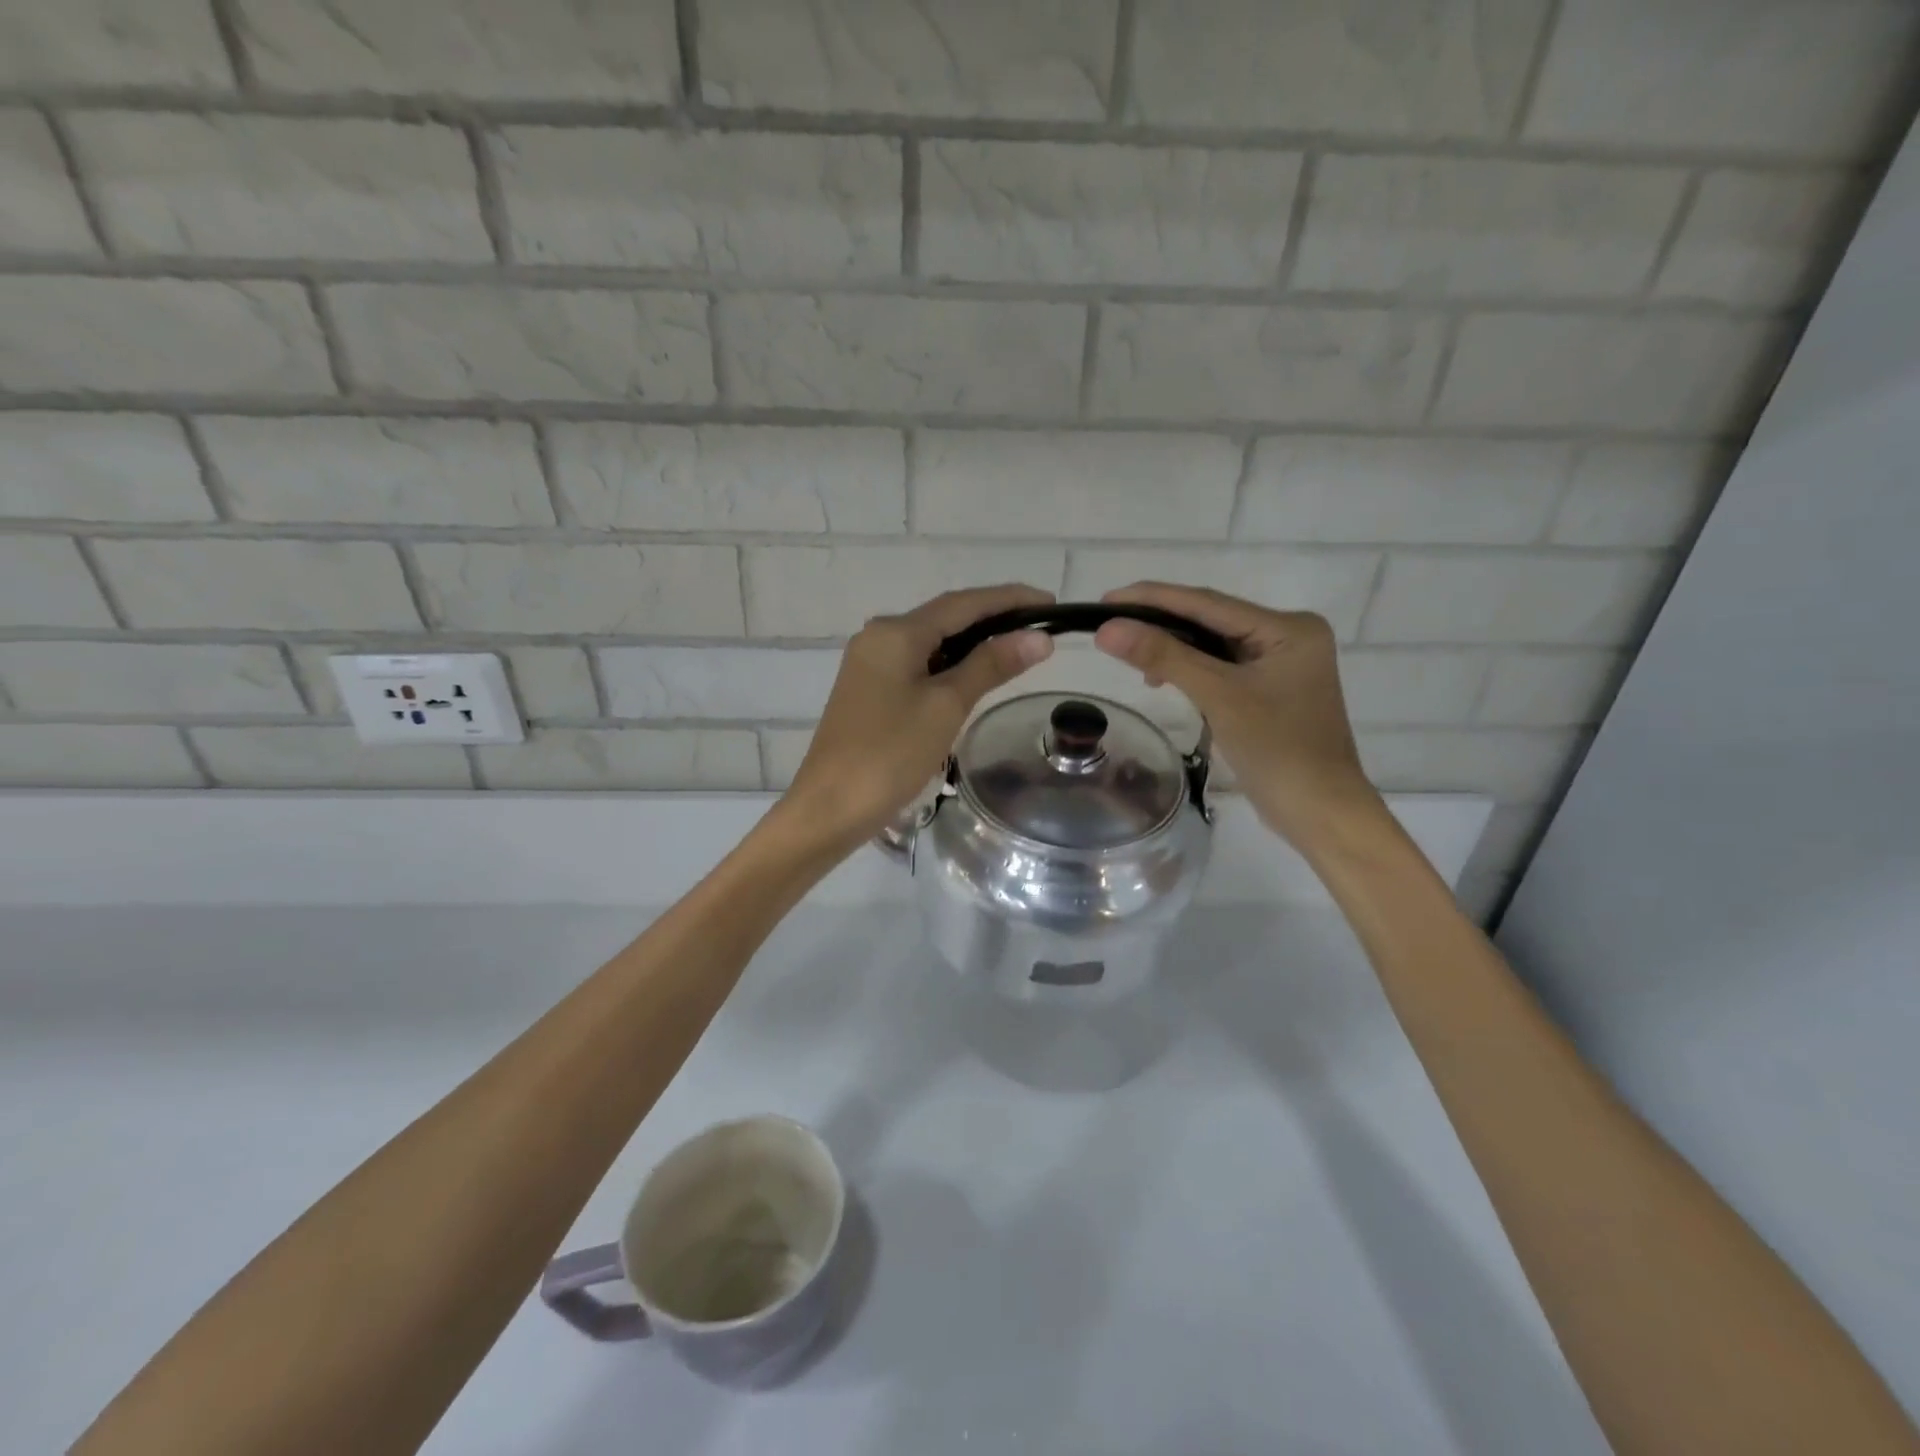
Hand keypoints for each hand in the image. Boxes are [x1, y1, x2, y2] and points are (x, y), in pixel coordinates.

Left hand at [777, 584, 1055, 851]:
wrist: (830, 808)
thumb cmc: (890, 754)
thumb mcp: (946, 706)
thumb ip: (991, 666)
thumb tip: (1037, 638)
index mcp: (895, 632)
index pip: (963, 603)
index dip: (1010, 599)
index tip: (1050, 602)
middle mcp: (878, 636)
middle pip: (946, 617)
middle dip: (994, 619)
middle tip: (1040, 629)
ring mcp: (870, 663)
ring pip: (932, 641)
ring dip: (974, 643)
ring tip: (1018, 649)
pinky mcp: (869, 690)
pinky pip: (918, 664)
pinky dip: (951, 664)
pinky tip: (974, 675)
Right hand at [1092, 582, 1382, 850]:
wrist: (1320, 813)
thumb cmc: (1278, 751)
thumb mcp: (1219, 697)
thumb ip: (1164, 656)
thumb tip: (1107, 629)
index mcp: (1289, 628)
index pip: (1209, 603)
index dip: (1153, 598)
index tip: (1106, 599)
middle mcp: (1288, 636)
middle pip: (1211, 620)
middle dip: (1160, 623)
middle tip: (1109, 624)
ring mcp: (1280, 665)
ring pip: (1213, 645)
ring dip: (1172, 649)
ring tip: (1132, 658)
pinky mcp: (1269, 691)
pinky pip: (1220, 668)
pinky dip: (1189, 671)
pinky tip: (1163, 680)